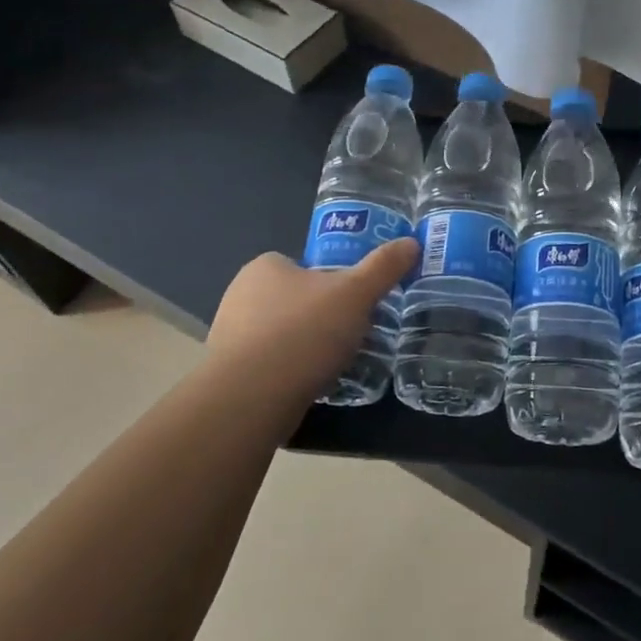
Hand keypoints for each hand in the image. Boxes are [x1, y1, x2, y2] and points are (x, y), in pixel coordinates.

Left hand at [207, 239, 419, 406]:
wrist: (252, 397)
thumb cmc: (304, 332)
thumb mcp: (356, 293)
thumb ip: (383, 267)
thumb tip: (411, 243)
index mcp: (265, 267)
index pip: (301, 265)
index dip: (329, 281)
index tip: (352, 302)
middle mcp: (240, 295)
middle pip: (292, 299)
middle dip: (319, 316)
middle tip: (351, 333)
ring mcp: (229, 336)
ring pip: (280, 334)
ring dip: (304, 346)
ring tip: (335, 363)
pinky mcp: (229, 374)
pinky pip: (268, 366)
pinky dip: (289, 372)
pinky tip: (310, 385)